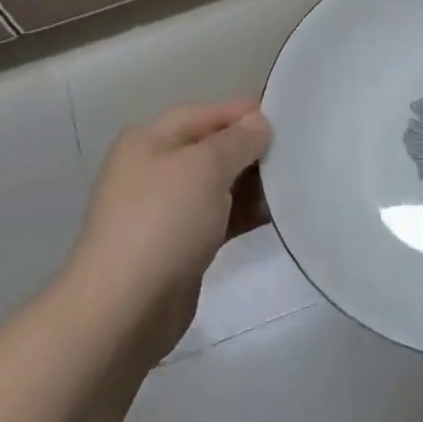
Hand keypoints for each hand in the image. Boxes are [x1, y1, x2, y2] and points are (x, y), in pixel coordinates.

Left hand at [68, 99, 271, 367]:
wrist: (124, 309)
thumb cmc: (163, 221)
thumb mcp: (205, 167)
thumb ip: (237, 140)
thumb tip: (258, 122)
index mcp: (149, 140)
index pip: (204, 113)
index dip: (243, 112)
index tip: (287, 114)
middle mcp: (154, 169)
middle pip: (211, 148)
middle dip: (251, 148)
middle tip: (298, 149)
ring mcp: (164, 210)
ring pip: (217, 185)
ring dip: (252, 183)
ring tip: (296, 180)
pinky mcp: (178, 246)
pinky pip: (218, 217)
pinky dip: (244, 213)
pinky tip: (276, 213)